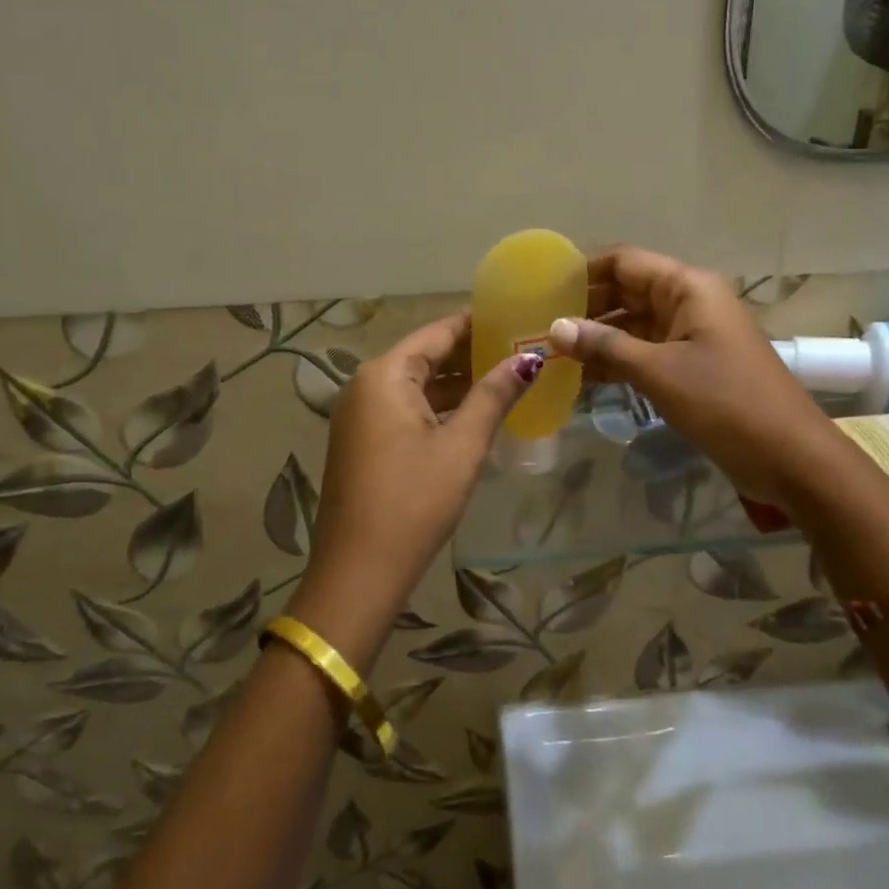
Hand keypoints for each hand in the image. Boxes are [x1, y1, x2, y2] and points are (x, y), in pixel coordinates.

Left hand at [287, 314, 539, 664]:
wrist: (358, 572)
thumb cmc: (414, 501)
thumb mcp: (462, 445)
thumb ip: (494, 395)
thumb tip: (530, 359)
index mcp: (384, 375)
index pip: (438, 332)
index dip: (477, 323)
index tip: (516, 317)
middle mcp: (365, 385)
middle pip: (425, 356)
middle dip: (471, 353)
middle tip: (520, 348)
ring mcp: (360, 414)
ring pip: (415, 384)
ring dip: (457, 382)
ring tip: (507, 376)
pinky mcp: (362, 441)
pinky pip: (405, 408)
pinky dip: (438, 406)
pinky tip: (473, 412)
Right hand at [550, 247, 831, 507]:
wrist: (790, 457)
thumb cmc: (727, 403)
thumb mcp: (661, 372)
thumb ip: (606, 346)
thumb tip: (554, 328)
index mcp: (688, 287)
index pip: (625, 261)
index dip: (583, 271)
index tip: (542, 288)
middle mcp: (688, 302)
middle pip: (626, 291)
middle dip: (584, 307)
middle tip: (536, 325)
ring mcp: (690, 335)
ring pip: (632, 325)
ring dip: (596, 338)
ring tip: (549, 353)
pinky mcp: (690, 365)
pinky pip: (644, 352)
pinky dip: (615, 361)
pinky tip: (579, 376)